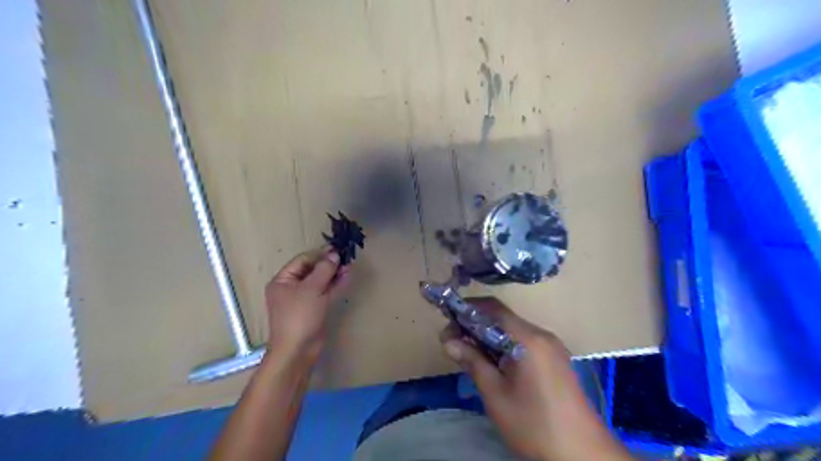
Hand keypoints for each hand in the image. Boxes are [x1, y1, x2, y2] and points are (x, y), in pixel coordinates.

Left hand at [267, 246, 348, 364]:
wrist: (298, 350)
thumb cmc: (299, 316)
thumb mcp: (311, 289)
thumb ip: (324, 269)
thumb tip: (334, 255)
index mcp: (283, 280)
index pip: (302, 260)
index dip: (320, 254)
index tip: (337, 249)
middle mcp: (291, 288)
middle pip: (311, 270)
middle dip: (328, 264)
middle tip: (346, 258)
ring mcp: (303, 299)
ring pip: (320, 281)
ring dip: (333, 274)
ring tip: (349, 266)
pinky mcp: (313, 309)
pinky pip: (324, 292)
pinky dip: (334, 285)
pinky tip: (346, 277)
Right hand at [443, 296, 630, 460]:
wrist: (583, 456)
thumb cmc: (534, 425)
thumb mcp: (496, 395)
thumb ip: (473, 362)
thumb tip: (448, 341)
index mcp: (528, 339)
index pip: (493, 308)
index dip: (467, 309)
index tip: (446, 320)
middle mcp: (542, 335)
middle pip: (503, 318)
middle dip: (475, 324)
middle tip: (452, 341)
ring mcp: (552, 347)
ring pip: (513, 330)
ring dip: (488, 336)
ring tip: (468, 352)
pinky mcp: (556, 359)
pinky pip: (524, 342)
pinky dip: (504, 345)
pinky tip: (492, 362)